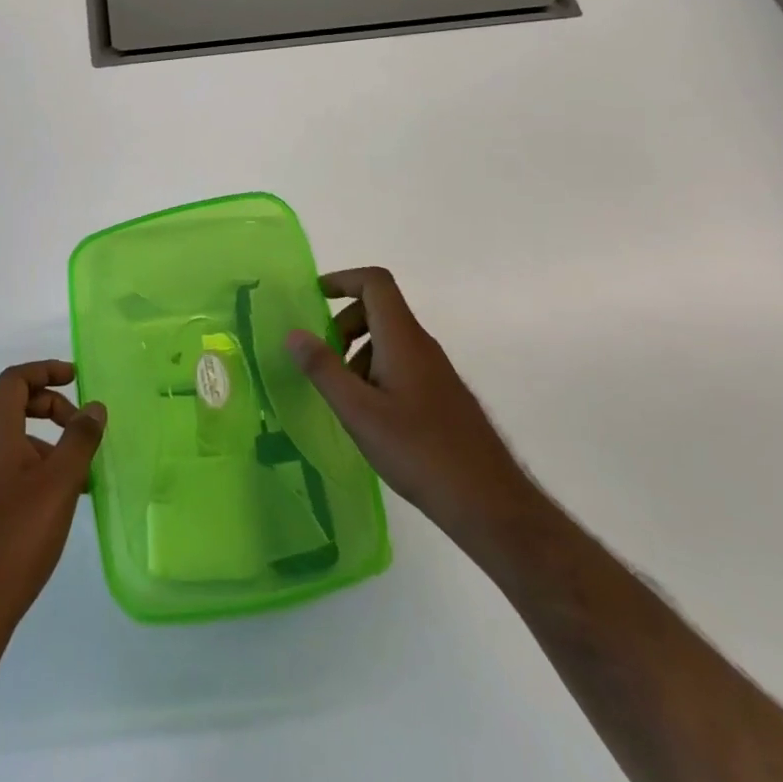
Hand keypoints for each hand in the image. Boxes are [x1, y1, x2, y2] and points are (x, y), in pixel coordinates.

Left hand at [0, 361, 105, 654]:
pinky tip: (62, 503)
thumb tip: (94, 406)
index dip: (45, 370)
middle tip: (84, 429)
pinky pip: (13, 470)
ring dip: (50, 444)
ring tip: (83, 475)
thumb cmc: (14, 537)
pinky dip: (40, 470)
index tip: (76, 379)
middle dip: (52, 407)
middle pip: (15, 406)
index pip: (14, 380)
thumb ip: (79, 440)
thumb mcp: (59, 483)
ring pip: (17, 442)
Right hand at [286, 268, 533, 550]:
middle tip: (324, 361)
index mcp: (403, 339)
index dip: (342, 279)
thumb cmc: (419, 452)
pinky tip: (370, 416)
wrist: (489, 502)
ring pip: (388, 339)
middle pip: (378, 308)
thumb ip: (324, 369)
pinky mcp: (441, 394)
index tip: (314, 297)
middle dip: (343, 324)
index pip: (375, 283)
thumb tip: (294, 333)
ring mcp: (435, 370)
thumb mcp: (359, 412)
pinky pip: (401, 362)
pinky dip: (375, 372)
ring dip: (358, 352)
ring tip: (345, 397)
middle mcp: (422, 345)